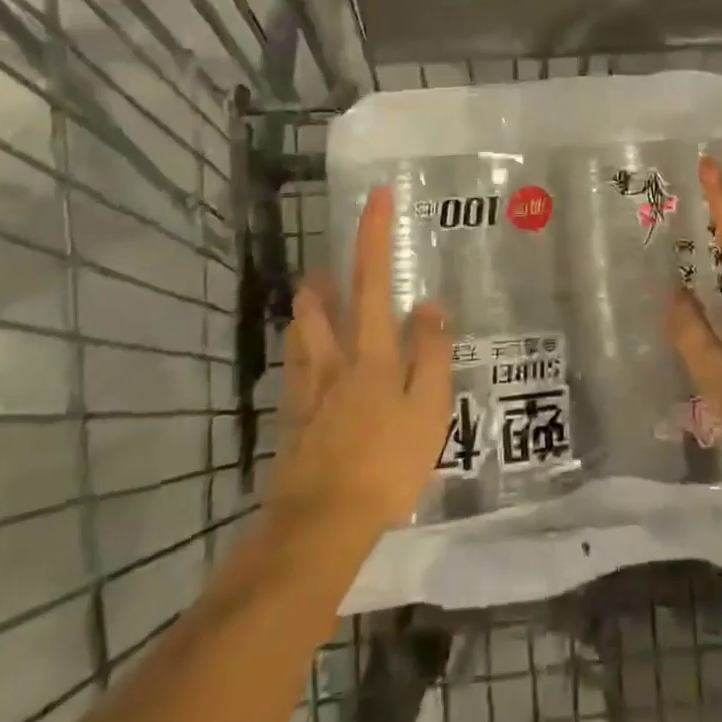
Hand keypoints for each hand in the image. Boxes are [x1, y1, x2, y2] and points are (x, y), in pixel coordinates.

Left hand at [269, 188, 453, 536]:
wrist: (319, 525)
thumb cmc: (385, 464)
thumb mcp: (428, 410)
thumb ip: (430, 354)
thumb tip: (429, 305)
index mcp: (369, 351)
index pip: (372, 279)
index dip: (373, 234)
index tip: (376, 196)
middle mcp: (332, 359)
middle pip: (318, 301)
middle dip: (326, 274)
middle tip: (336, 264)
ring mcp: (305, 387)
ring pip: (298, 330)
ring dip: (309, 307)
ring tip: (320, 299)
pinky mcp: (291, 416)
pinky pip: (293, 366)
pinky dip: (301, 349)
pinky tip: (310, 361)